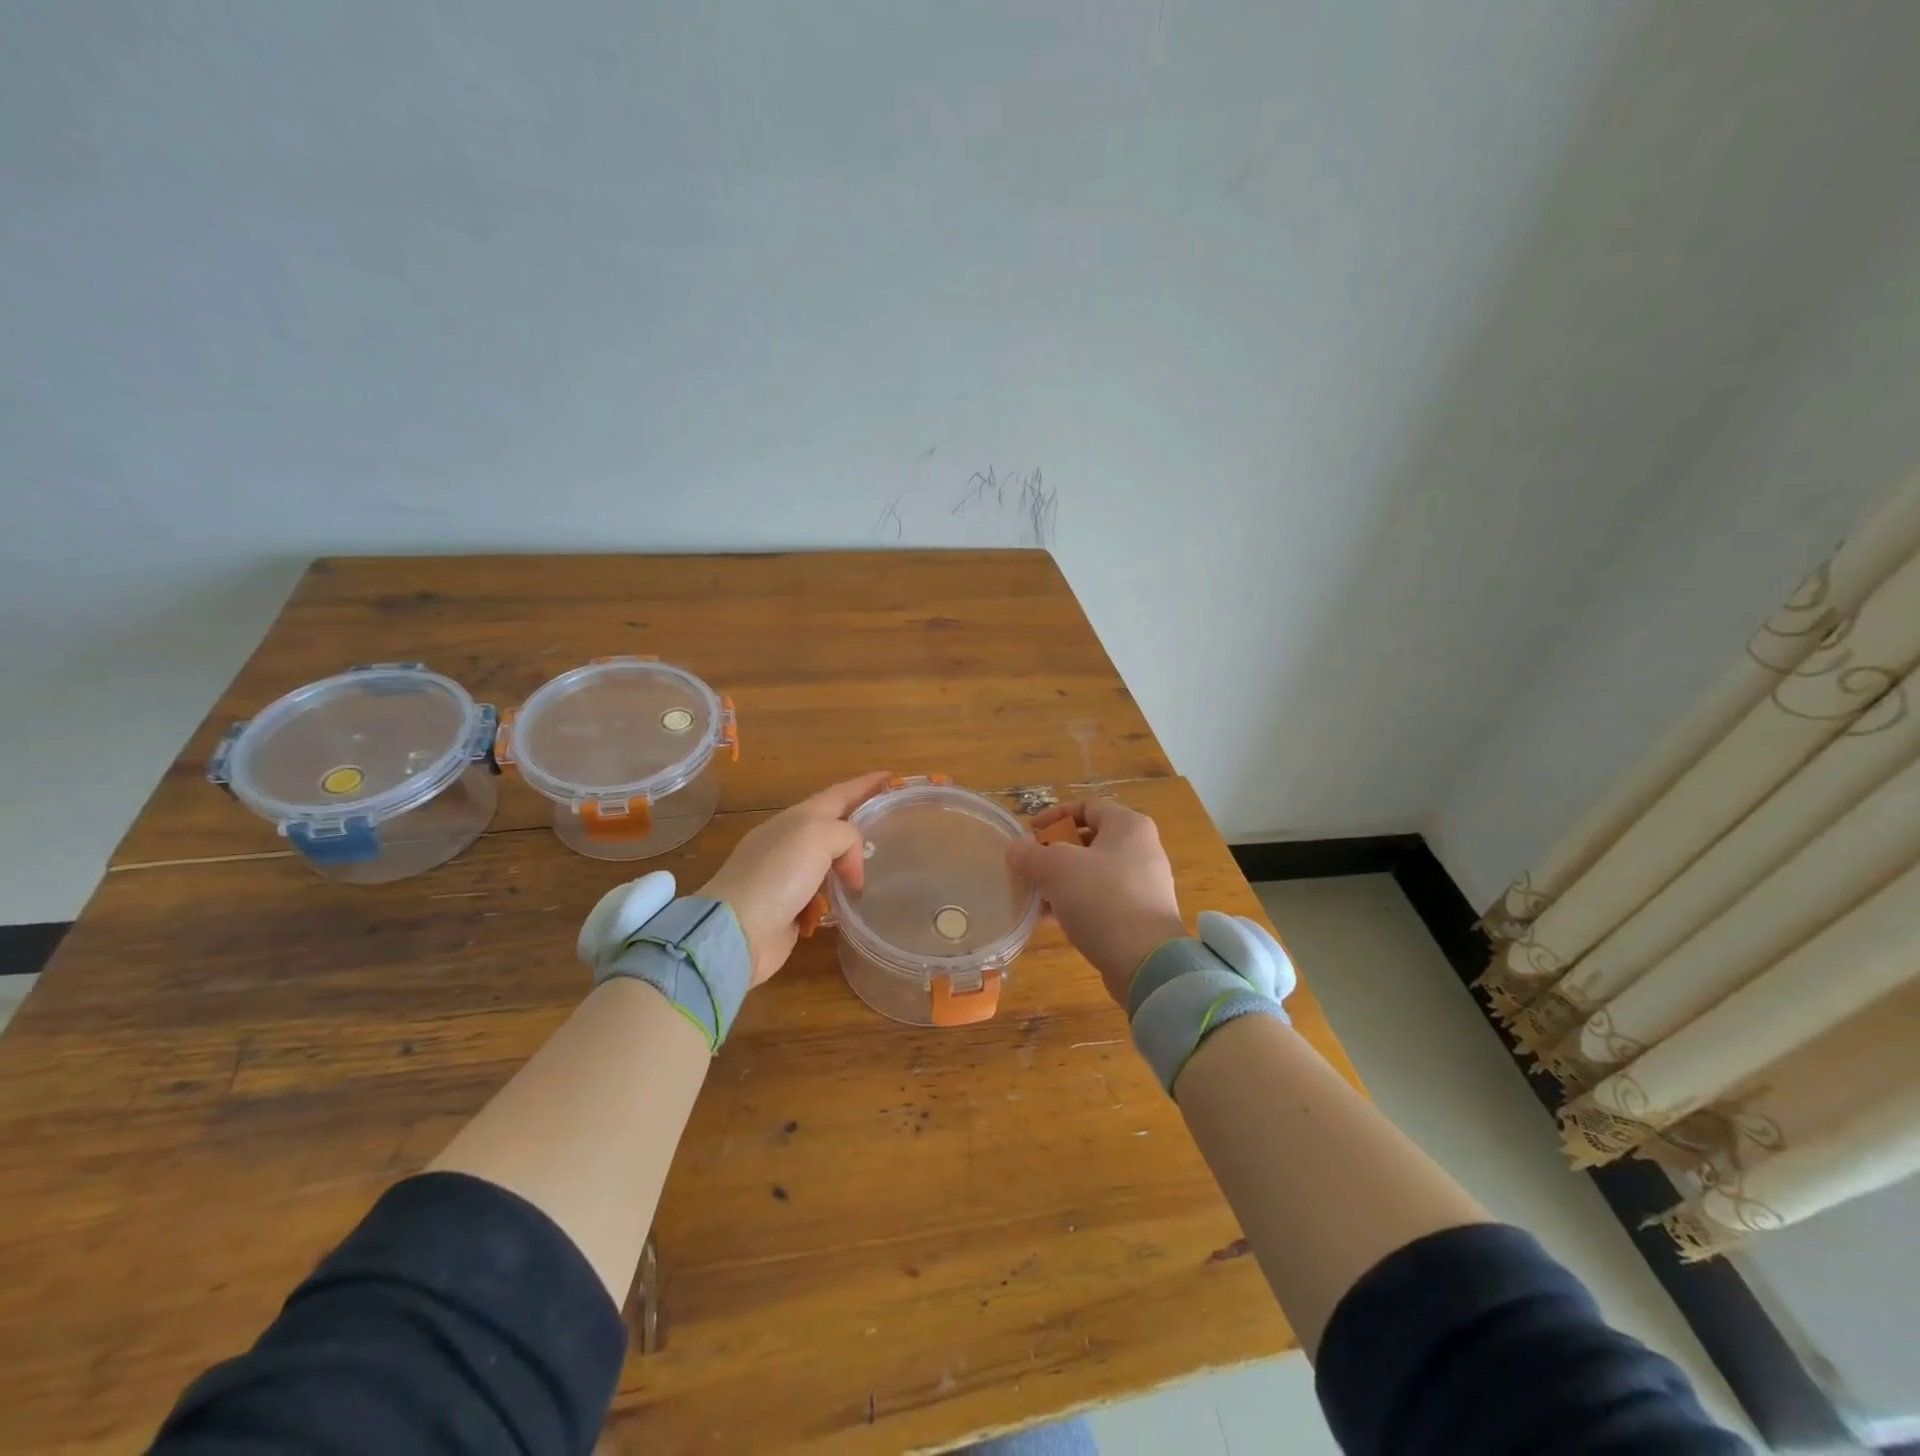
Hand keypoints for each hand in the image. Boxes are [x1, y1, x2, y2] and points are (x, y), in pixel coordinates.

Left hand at [698, 771, 889, 986]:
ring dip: (852, 863)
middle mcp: (792, 841)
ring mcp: (789, 876)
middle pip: (835, 826)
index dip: (866, 784)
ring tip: (879, 870)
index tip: (893, 777)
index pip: (840, 793)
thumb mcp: (817, 835)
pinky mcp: (790, 908)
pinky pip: (824, 894)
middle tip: (893, 828)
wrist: (737, 929)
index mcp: (798, 817)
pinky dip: (840, 895)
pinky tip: (855, 903)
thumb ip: (847, 835)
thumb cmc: (777, 874)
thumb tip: (852, 867)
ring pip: (830, 861)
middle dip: (862, 823)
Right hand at [1007, 798, 1186, 1005]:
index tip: (1029, 834)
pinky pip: (1102, 899)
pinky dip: (1076, 903)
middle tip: (1029, 866)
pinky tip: (1051, 919)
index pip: (1087, 806)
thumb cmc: (1102, 899)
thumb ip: (1032, 854)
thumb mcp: (1057, 868)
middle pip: (1089, 840)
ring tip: (1034, 896)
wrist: (1146, 961)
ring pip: (1093, 873)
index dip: (1054, 815)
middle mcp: (1141, 849)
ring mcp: (1144, 884)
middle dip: (1054, 852)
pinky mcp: (1140, 916)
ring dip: (1061, 881)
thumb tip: (1016, 848)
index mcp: (1128, 826)